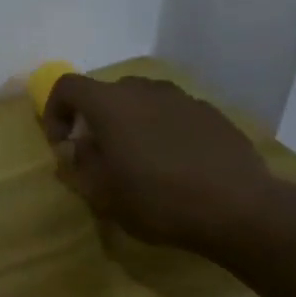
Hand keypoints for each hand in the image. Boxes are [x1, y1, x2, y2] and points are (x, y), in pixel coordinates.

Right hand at [42, 75, 281, 255]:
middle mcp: (144, 90)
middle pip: (106, 92)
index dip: (55, 111)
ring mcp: (182, 99)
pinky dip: (162, 130)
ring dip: (130, 123)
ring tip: (138, 160)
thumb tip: (77, 147)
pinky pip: (173, 114)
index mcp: (110, 104)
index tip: (63, 144)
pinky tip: (174, 165)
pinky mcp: (212, 114)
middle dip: (94, 119)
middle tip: (99, 155)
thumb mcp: (101, 193)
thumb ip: (79, 164)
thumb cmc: (157, 200)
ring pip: (142, 102)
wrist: (240, 210)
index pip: (67, 86)